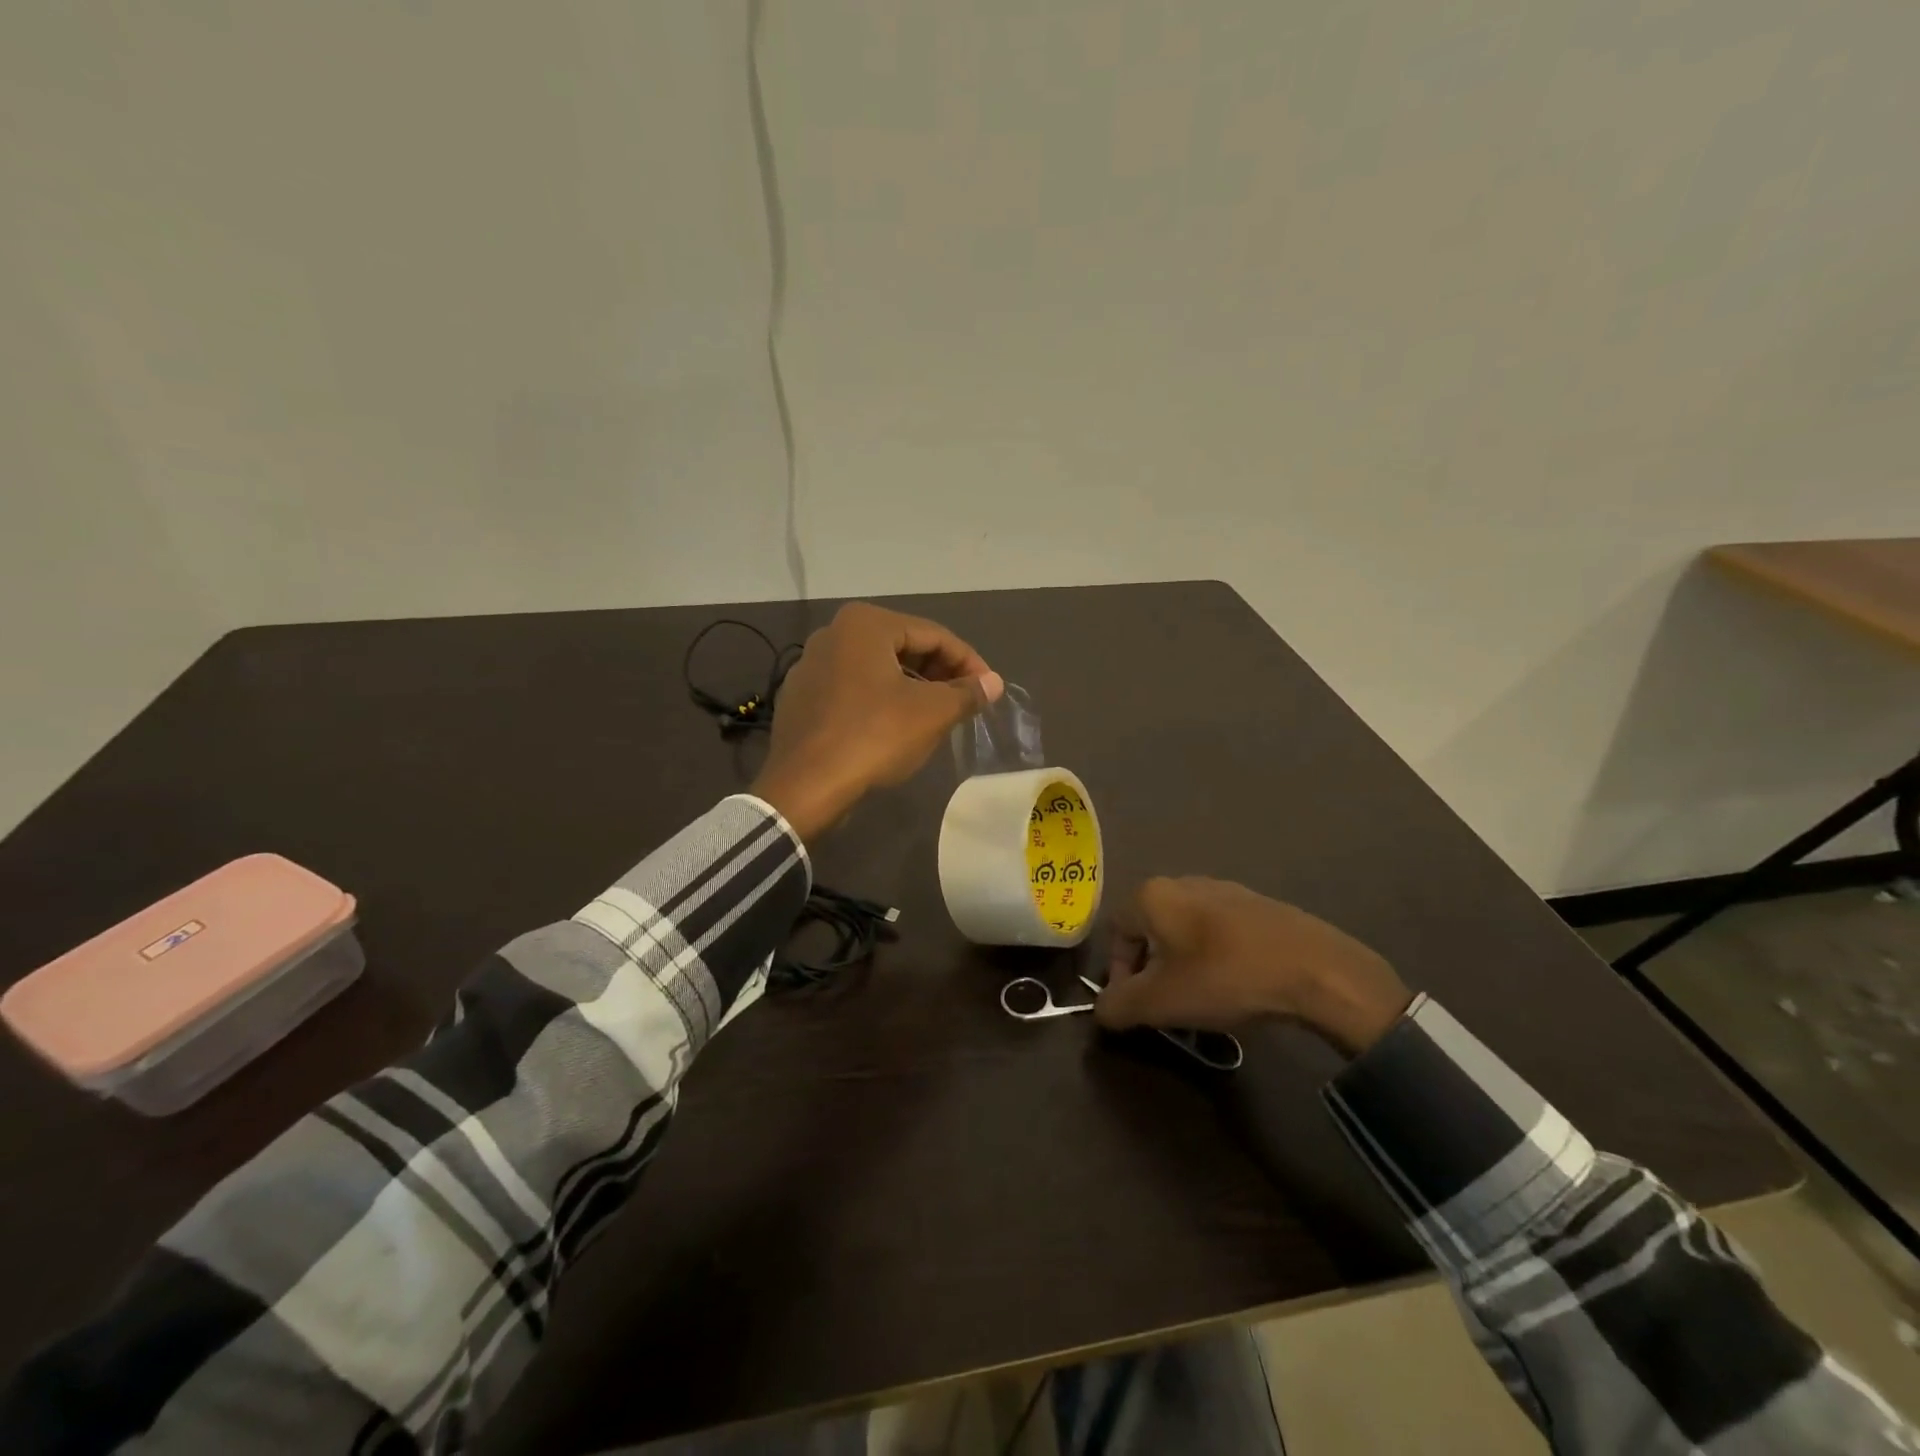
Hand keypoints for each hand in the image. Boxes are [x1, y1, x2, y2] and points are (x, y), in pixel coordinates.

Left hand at [750, 602, 1003, 844]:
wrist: (805, 786)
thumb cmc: (874, 736)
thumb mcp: (932, 713)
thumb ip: (967, 693)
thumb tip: (994, 683)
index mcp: (866, 624)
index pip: (934, 635)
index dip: (968, 662)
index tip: (989, 688)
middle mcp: (834, 633)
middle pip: (903, 647)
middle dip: (939, 673)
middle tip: (964, 701)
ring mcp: (811, 665)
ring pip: (877, 669)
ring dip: (912, 687)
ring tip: (936, 715)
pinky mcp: (801, 697)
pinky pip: (852, 689)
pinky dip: (880, 701)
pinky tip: (894, 728)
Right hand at [1096, 878, 1412, 1056]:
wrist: (1315, 969)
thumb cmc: (1224, 978)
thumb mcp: (1159, 1002)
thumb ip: (1118, 1006)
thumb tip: (1102, 1010)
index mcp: (1152, 895)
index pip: (1116, 933)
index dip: (1120, 973)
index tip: (1136, 1007)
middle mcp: (1183, 882)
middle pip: (1151, 930)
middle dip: (1152, 971)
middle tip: (1166, 1007)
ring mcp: (1225, 889)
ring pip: (1186, 932)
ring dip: (1183, 967)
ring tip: (1203, 1002)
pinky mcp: (1258, 905)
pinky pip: (1220, 933)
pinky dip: (1216, 960)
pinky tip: (1236, 987)